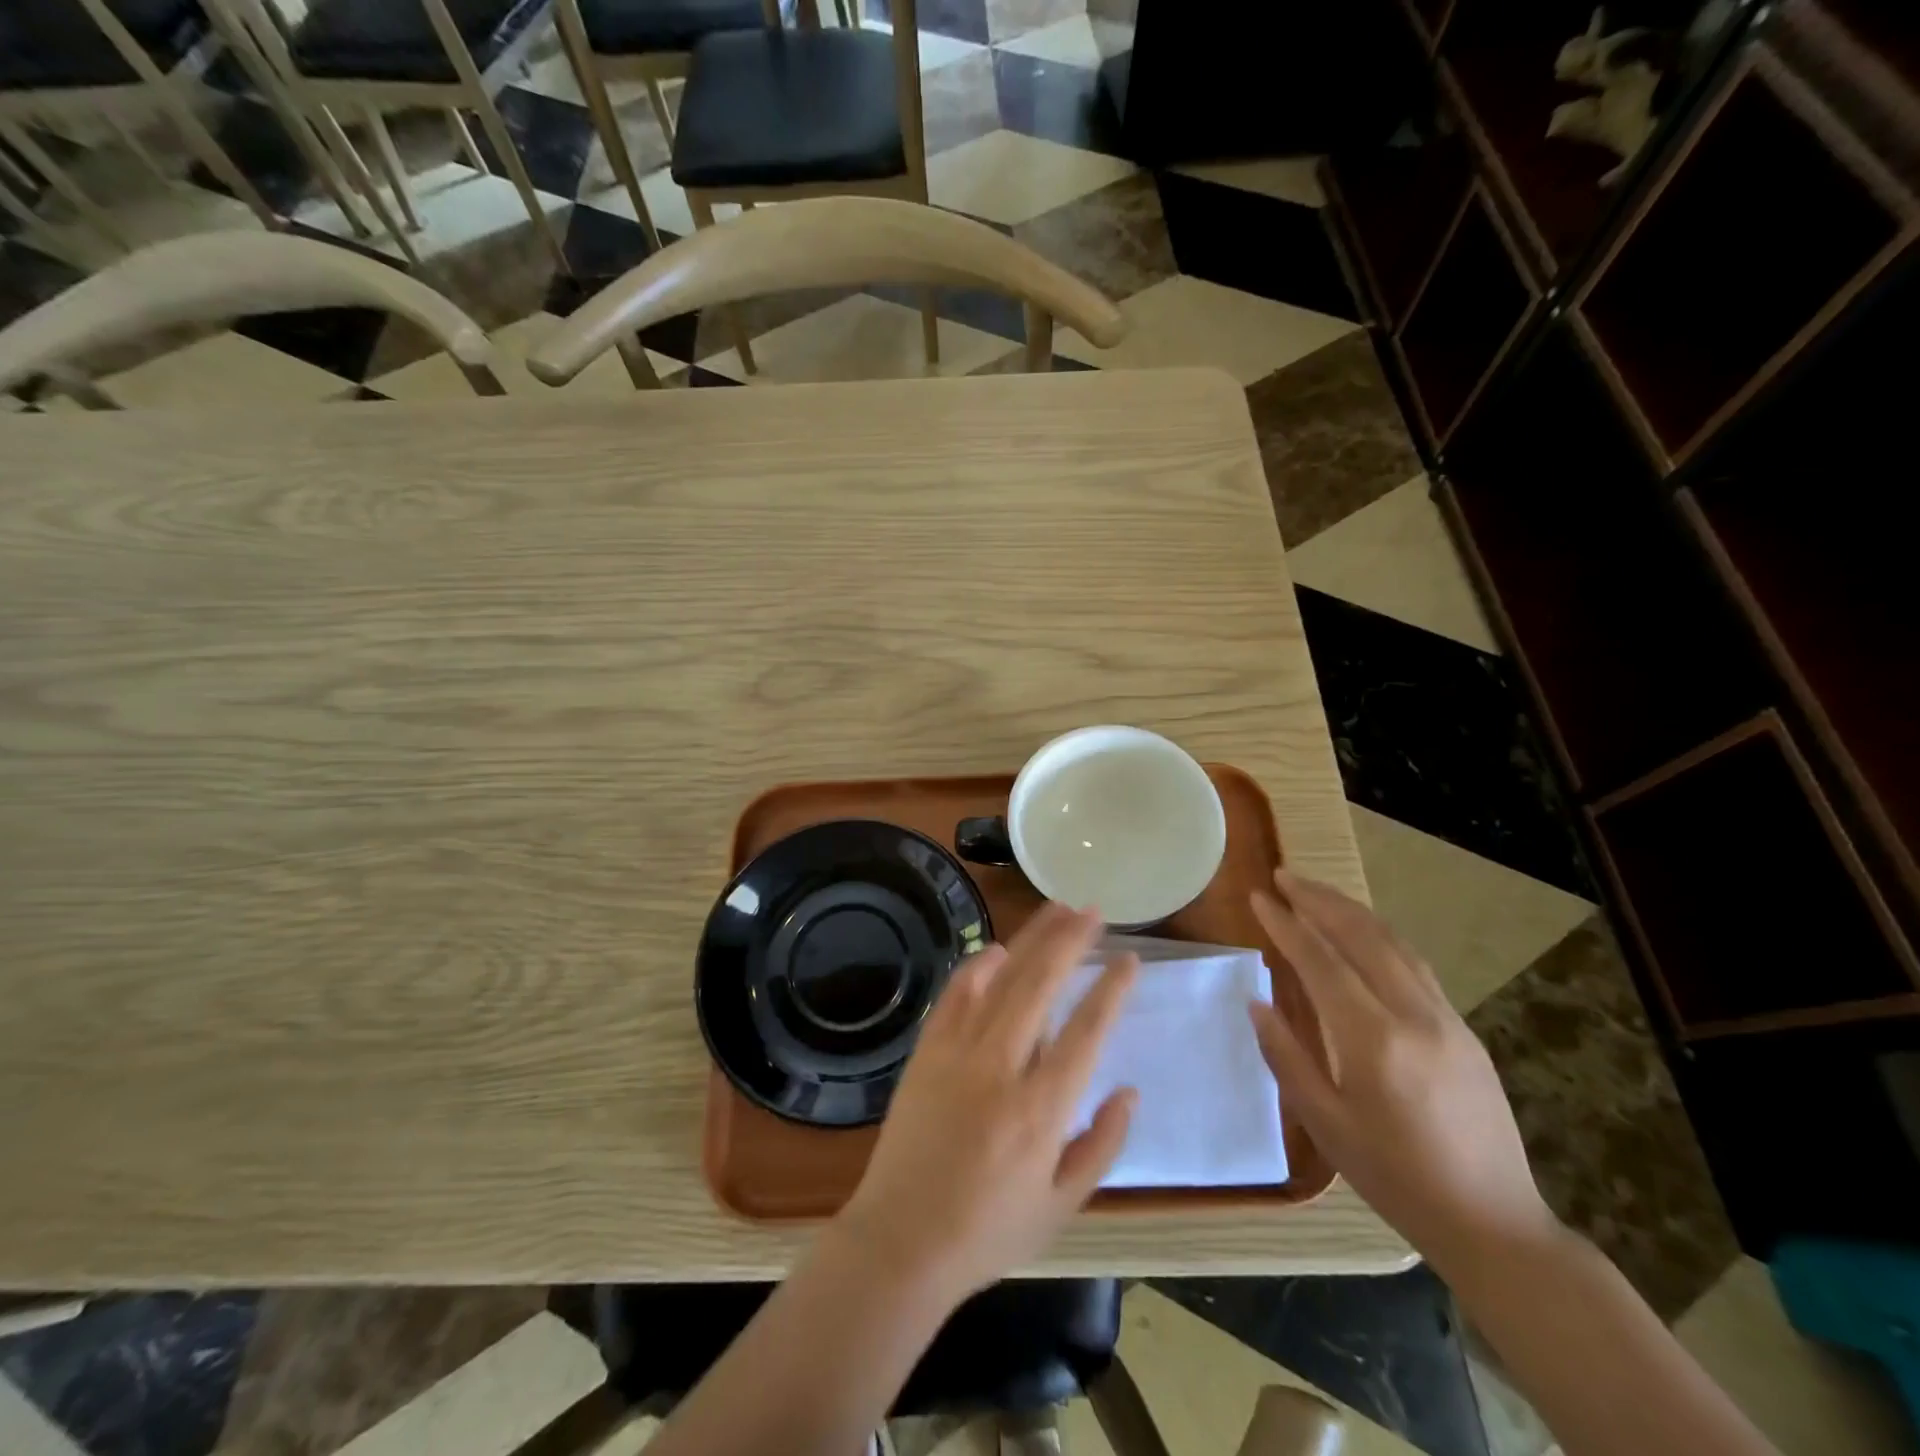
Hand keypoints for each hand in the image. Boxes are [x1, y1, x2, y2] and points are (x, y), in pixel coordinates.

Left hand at [837, 903, 1139, 1299]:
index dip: (1111, 990)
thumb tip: (1128, 1090)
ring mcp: (958, 1053)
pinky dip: (978, 967)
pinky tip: (998, 949)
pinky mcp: (927, 1051)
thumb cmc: (988, 1231)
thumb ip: (1102, 1144)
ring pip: (1001, 979)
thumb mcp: (1062, 1205)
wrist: (901, 1241)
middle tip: (1093, 912)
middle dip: (1071, 941)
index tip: (1129, 959)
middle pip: (1042, 985)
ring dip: (1031, 940)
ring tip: (1056, 910)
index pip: (1087, 1031)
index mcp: (1042, 1110)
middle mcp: (1001, 1068)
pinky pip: (955, 995)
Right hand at [1248, 870, 1558, 1269]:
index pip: (1321, 961)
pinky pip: (1414, 964)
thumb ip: (1287, 1057)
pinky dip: (1379, 935)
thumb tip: (1257, 1002)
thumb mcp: (1326, 1124)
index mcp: (1374, 1041)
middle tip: (1283, 876)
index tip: (1258, 897)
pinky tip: (1361, 933)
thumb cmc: (1395, 1179)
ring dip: (1350, 910)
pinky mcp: (1463, 1028)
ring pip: (1393, 943)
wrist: (1493, 1223)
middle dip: (1318, 900)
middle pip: (1361, 936)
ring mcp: (1446, 1018)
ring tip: (1315, 892)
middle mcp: (1413, 1016)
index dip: (1286, 924)